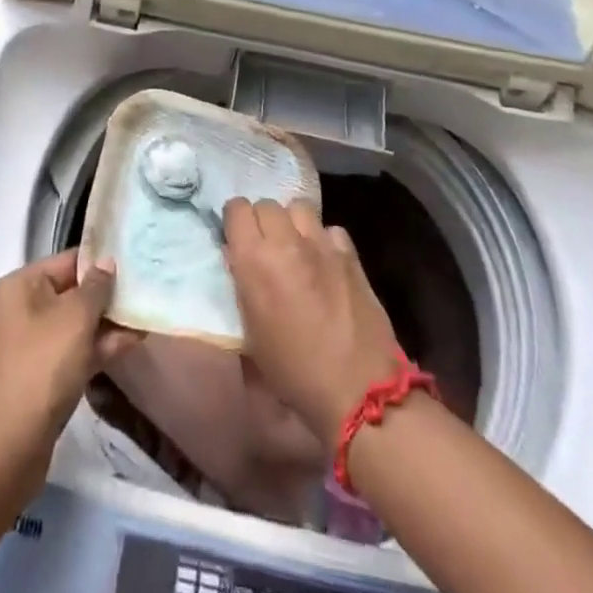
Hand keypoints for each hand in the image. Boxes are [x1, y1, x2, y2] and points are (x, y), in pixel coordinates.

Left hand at [0, 250, 141, 461]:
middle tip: (142, 293)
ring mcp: (23, 346)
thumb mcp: (75, 318)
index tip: (132, 263)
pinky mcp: (32, 378)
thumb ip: (95, 287)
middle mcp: (16, 310)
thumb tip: (105, 263)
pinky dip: (93, 349)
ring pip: (71, 326)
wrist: (7, 448)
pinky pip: (67, 352)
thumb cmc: (41, 367)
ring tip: (143, 320)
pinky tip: (128, 346)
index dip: (99, 261)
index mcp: (17, 287)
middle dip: (105, 297)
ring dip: (105, 325)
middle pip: (68, 293)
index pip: (65, 261)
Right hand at [223, 198, 403, 449]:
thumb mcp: (251, 333)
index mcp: (254, 259)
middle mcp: (286, 241)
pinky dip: (324, 240)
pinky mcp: (350, 254)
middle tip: (267, 247)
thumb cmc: (293, 370)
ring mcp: (321, 244)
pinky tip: (326, 262)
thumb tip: (236, 256)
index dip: (235, 221)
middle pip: (267, 203)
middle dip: (262, 221)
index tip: (238, 239)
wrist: (356, 389)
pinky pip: (330, 229)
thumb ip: (241, 285)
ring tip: (296, 247)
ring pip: (299, 207)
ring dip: (293, 223)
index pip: (237, 209)